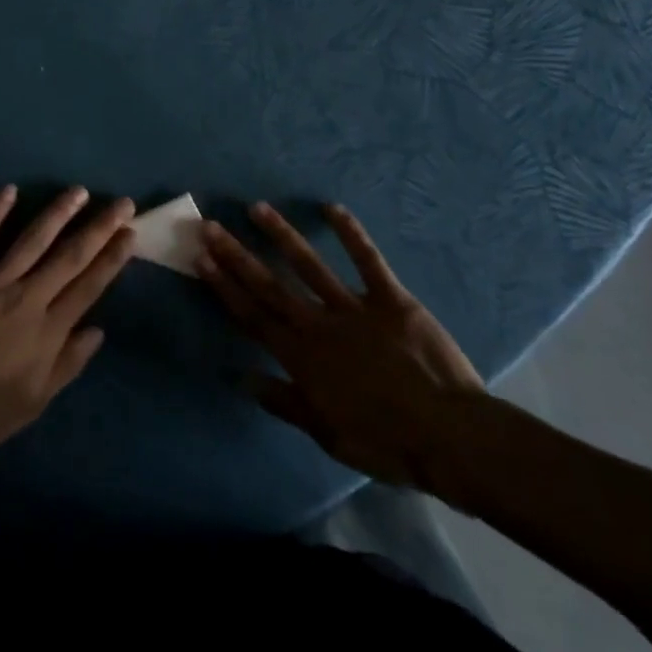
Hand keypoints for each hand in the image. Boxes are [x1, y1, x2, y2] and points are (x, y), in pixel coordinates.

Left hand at [0, 186, 135, 469]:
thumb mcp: (33, 402)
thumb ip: (67, 364)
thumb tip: (98, 330)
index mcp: (47, 331)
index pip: (89, 285)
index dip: (112, 258)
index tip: (130, 234)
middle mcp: (25, 298)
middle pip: (70, 256)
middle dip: (100, 227)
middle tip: (123, 203)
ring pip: (32, 239)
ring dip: (59, 212)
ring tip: (80, 191)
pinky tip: (10, 190)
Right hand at [198, 202, 484, 493]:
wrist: (449, 437)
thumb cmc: (386, 443)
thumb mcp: (327, 435)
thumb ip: (283, 402)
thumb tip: (240, 377)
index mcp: (301, 358)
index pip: (253, 316)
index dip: (225, 286)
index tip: (202, 258)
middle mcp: (318, 325)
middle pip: (270, 285)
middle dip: (237, 255)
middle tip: (211, 226)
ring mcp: (354, 308)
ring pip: (309, 265)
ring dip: (281, 235)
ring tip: (257, 208)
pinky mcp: (391, 299)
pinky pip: (368, 261)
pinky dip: (351, 233)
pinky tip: (331, 208)